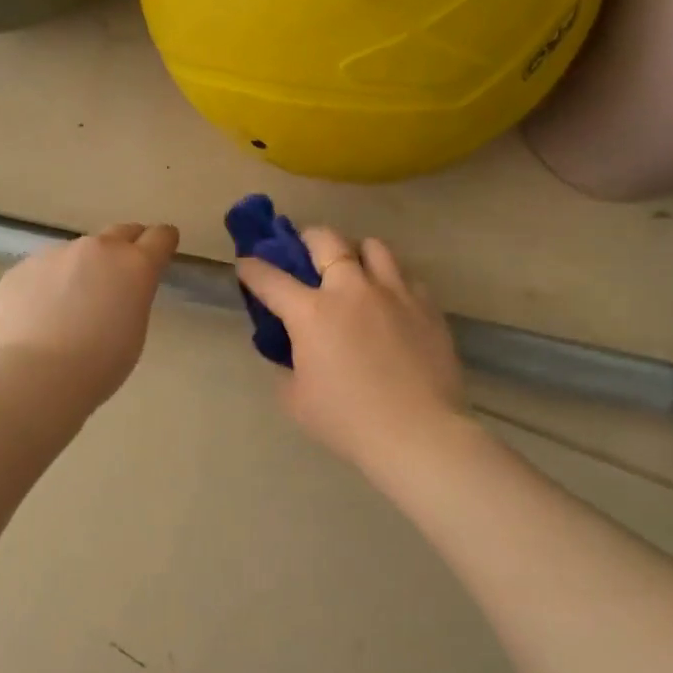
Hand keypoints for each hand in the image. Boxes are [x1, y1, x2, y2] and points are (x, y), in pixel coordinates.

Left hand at [0, 221, 179, 406]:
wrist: (35, 376)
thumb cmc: (99, 365)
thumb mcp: (134, 331)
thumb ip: (132, 298)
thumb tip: (118, 290)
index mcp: (134, 265)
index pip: (160, 237)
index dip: (164, 242)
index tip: (163, 248)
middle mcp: (97, 249)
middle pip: (121, 232)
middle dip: (127, 247)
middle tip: (122, 273)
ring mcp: (55, 254)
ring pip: (78, 252)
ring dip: (82, 268)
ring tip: (71, 305)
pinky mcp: (22, 268)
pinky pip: (44, 270)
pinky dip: (49, 284)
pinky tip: (41, 315)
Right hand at [238, 228, 465, 468]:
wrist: (417, 433)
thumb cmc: (347, 421)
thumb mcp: (296, 400)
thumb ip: (287, 367)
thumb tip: (292, 352)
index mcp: (311, 313)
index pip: (271, 279)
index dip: (252, 269)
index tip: (246, 264)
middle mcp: (351, 290)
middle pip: (326, 240)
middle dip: (307, 239)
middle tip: (305, 252)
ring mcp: (393, 293)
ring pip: (373, 246)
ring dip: (356, 252)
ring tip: (354, 270)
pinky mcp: (426, 306)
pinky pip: (406, 276)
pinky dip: (391, 280)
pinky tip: (390, 301)